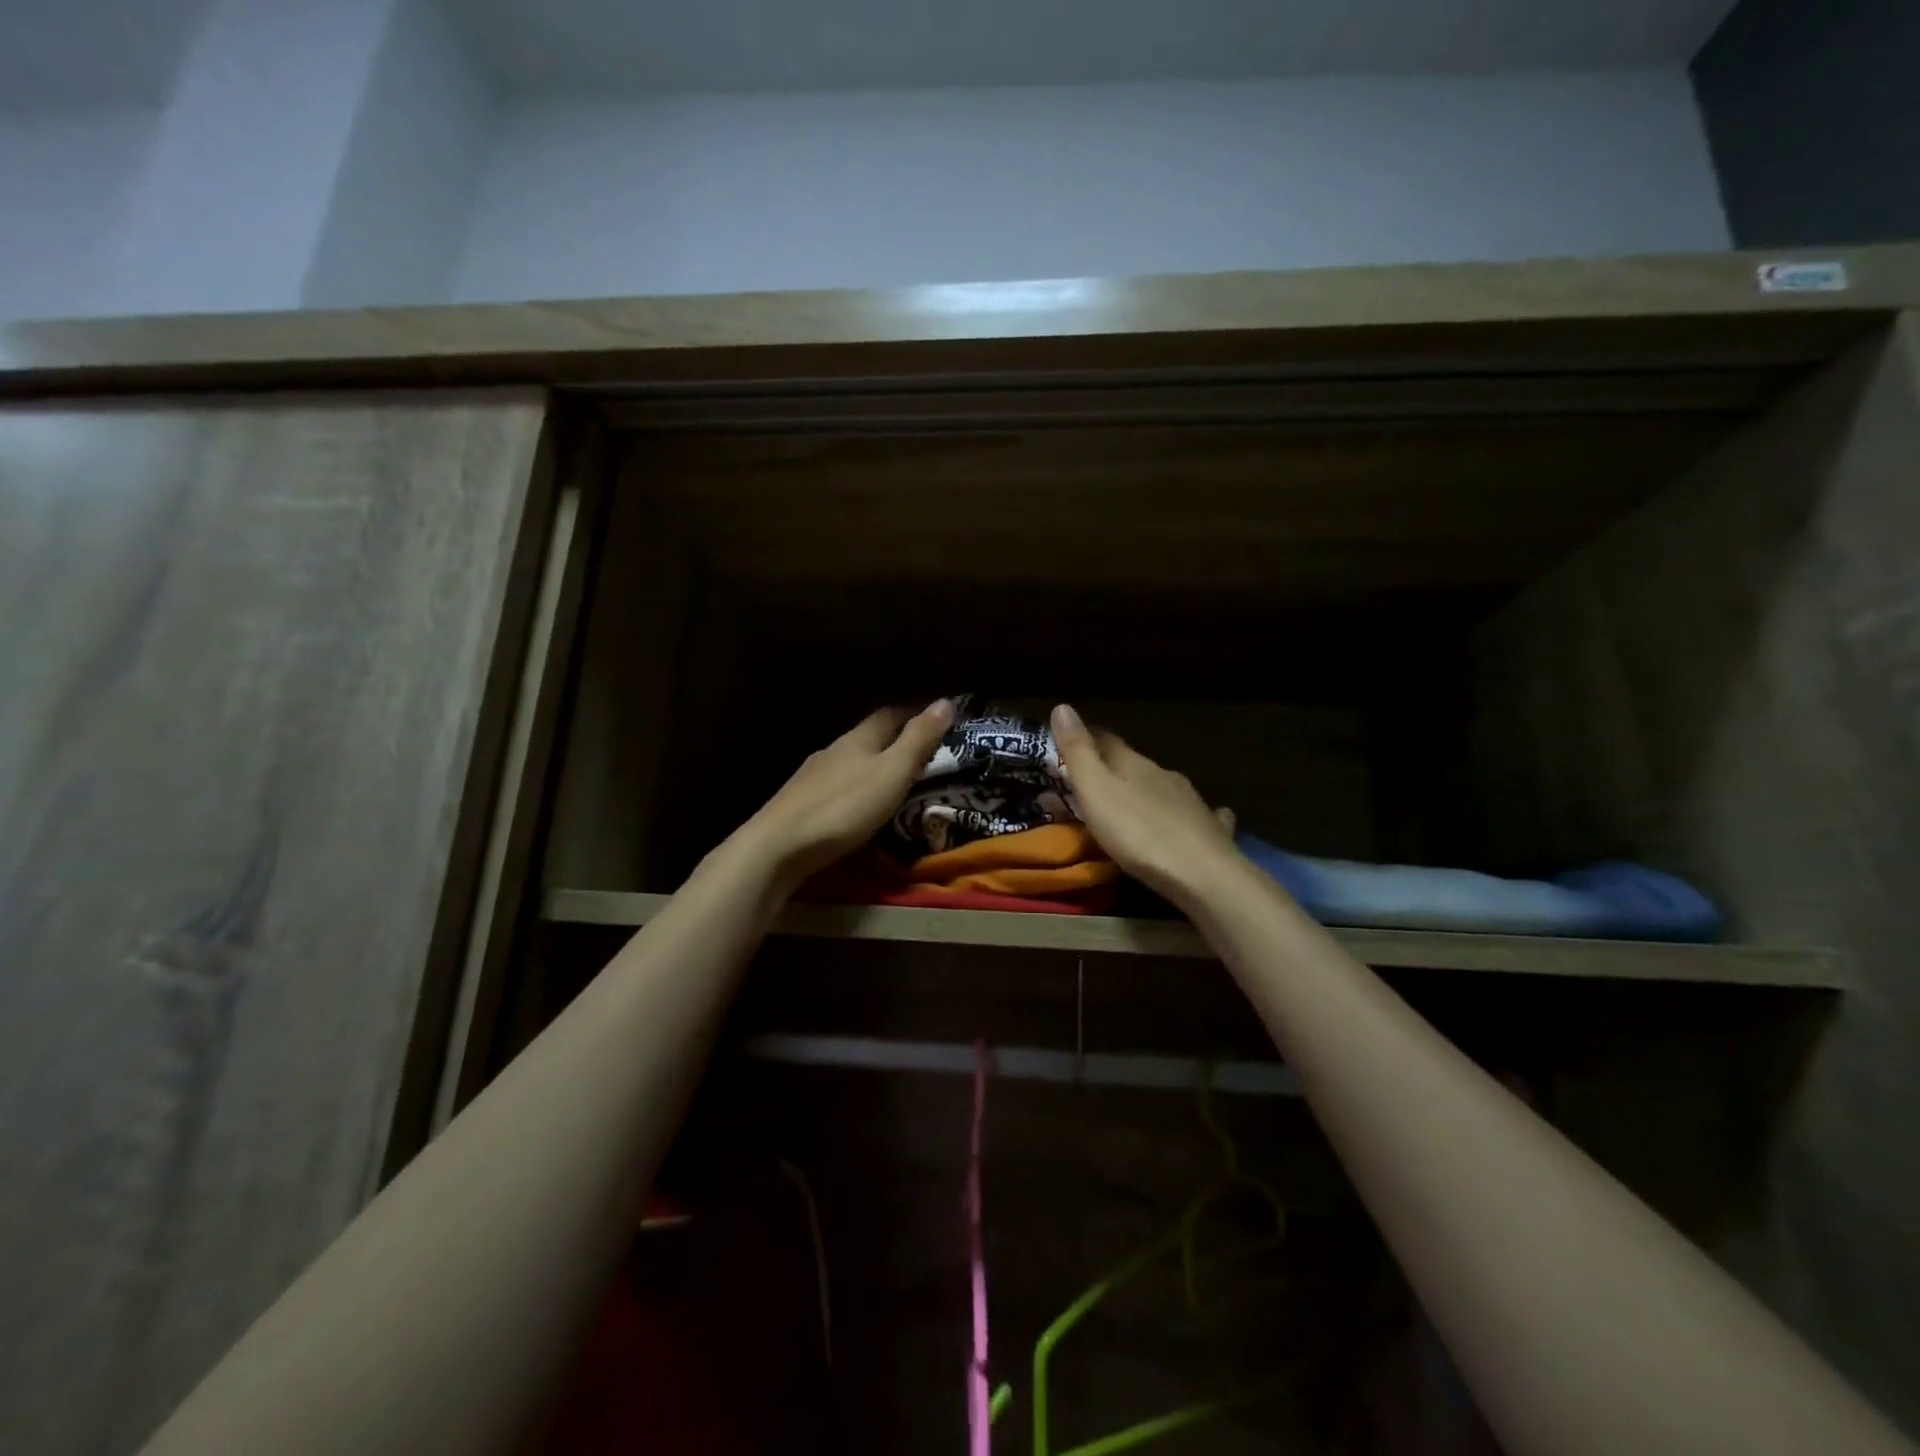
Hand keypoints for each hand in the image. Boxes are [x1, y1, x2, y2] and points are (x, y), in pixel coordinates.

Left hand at [733, 700, 955, 894]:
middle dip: (894, 741)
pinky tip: (857, 805)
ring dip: (871, 767)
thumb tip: (945, 701)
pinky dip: (853, 789)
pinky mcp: (799, 803)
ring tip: (894, 782)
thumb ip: (918, 740)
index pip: (889, 715)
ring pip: (849, 763)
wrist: (778, 847)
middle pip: (868, 738)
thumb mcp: (892, 773)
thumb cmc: (844, 807)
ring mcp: (812, 777)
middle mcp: (833, 750)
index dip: (914, 714)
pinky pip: (835, 787)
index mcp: (858, 739)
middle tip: (922, 755)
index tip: (937, 720)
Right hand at [1050, 703, 1241, 907]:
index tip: (1066, 745)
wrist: (1203, 874)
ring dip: (1145, 792)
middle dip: (1113, 771)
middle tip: (1092, 786)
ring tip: (1129, 807)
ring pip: (1163, 788)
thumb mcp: (1096, 791)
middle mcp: (1164, 774)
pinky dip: (1185, 814)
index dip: (1086, 739)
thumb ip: (1078, 752)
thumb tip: (1062, 706)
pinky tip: (1191, 820)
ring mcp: (1191, 801)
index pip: (1105, 740)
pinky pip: (1196, 815)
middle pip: (1133, 765)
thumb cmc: (1138, 832)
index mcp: (1133, 763)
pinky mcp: (1211, 830)